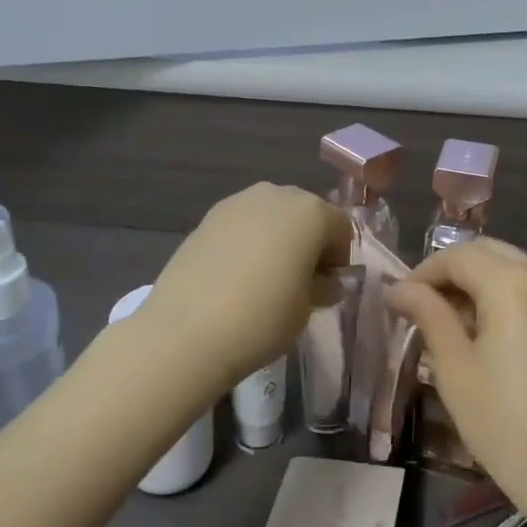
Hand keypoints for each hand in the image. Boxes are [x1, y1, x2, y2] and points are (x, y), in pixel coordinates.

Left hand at [135, 183, 351, 387]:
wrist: (186, 331)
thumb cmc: (262, 319)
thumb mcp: (306, 309)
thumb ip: (322, 287)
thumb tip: (324, 281)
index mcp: (311, 213)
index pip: (341, 227)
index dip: (340, 257)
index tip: (329, 286)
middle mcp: (277, 195)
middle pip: (305, 213)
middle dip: (310, 241)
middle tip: (302, 280)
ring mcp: (238, 202)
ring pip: (272, 214)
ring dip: (278, 238)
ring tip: (267, 277)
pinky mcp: (208, 217)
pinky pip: (243, 223)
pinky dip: (249, 241)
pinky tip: (238, 275)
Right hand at [386, 240, 526, 526]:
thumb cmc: (505, 423)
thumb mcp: (454, 367)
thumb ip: (428, 314)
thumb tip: (398, 288)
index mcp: (514, 282)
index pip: (458, 256)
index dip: (424, 273)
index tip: (401, 301)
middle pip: (488, 253)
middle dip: (453, 273)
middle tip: (424, 309)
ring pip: (515, 268)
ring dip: (481, 283)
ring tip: (456, 324)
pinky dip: (510, 296)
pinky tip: (495, 334)